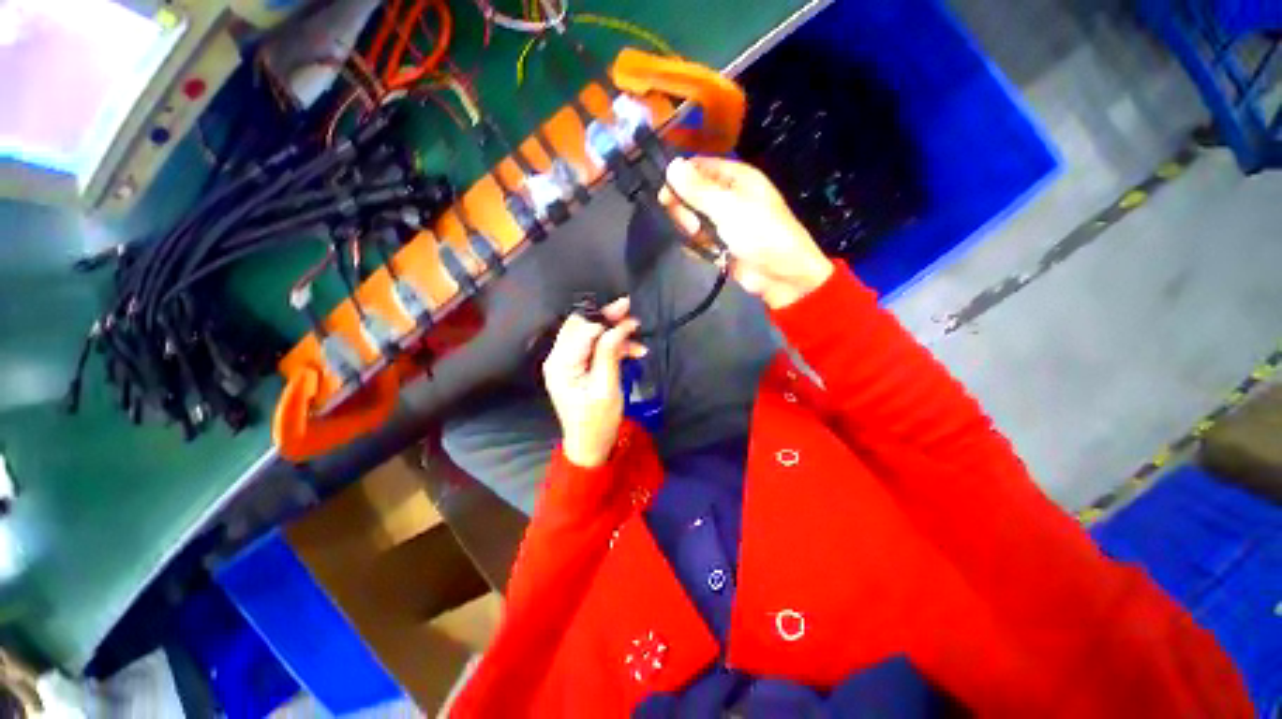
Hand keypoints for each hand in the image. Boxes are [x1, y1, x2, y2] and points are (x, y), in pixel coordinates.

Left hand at [542, 297, 646, 467]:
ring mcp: (566, 362)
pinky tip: (634, 350)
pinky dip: (612, 346)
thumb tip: (618, 326)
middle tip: (631, 314)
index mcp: (561, 364)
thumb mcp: (606, 388)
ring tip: (637, 336)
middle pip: (581, 326)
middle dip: (607, 319)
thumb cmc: (598, 421)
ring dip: (613, 333)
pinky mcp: (576, 367)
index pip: (581, 329)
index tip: (627, 308)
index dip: (604, 317)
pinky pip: (593, 348)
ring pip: (589, 335)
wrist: (590, 445)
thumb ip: (609, 354)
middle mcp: (558, 358)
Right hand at [660, 157, 833, 309]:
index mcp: (735, 177)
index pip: (697, 168)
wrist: (781, 275)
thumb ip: (698, 190)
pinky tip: (709, 254)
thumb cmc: (760, 234)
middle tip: (692, 226)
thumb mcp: (728, 208)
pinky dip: (699, 248)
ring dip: (693, 233)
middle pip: (690, 195)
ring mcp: (723, 222)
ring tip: (706, 243)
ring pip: (692, 220)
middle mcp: (727, 196)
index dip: (679, 180)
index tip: (665, 198)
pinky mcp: (720, 244)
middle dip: (686, 211)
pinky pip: (698, 241)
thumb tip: (671, 165)